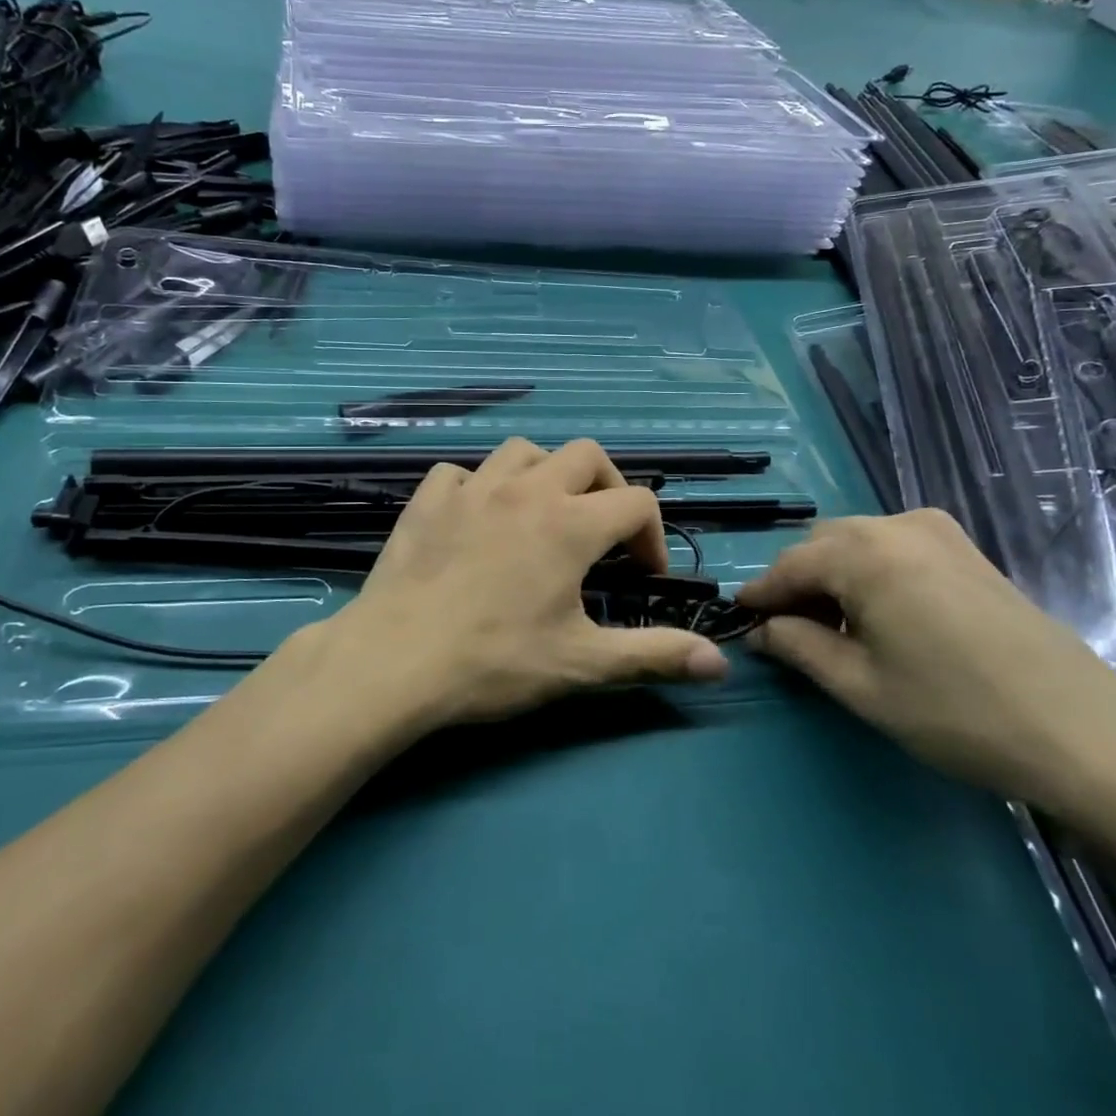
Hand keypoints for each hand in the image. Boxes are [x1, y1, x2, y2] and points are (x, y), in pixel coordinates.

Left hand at [303, 438, 728, 730]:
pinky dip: (479, 487)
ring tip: (543, 516)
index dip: (652, 537)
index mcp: (570, 524)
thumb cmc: (494, 662)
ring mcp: (471, 489)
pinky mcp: (427, 500)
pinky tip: (477, 520)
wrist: (395, 661)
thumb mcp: (582, 663)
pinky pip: (462, 472)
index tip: (641, 577)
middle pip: (586, 455)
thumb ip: (653, 655)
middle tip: (601, 534)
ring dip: (545, 475)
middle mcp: (526, 490)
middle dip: (607, 487)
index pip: (637, 503)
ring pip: (523, 451)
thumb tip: (720, 664)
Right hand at [736, 509, 1115, 827]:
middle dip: (797, 584)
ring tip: (834, 629)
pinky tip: (879, 616)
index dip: (760, 595)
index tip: (739, 620)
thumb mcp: (860, 686)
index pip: (788, 565)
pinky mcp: (966, 549)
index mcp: (864, 553)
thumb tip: (761, 630)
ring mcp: (938, 531)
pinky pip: (893, 547)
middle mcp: (896, 525)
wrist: (1083, 731)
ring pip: (857, 543)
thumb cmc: (956, 712)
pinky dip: (870, 572)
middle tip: (789, 633)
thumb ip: (798, 647)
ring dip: (833, 577)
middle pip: (821, 545)